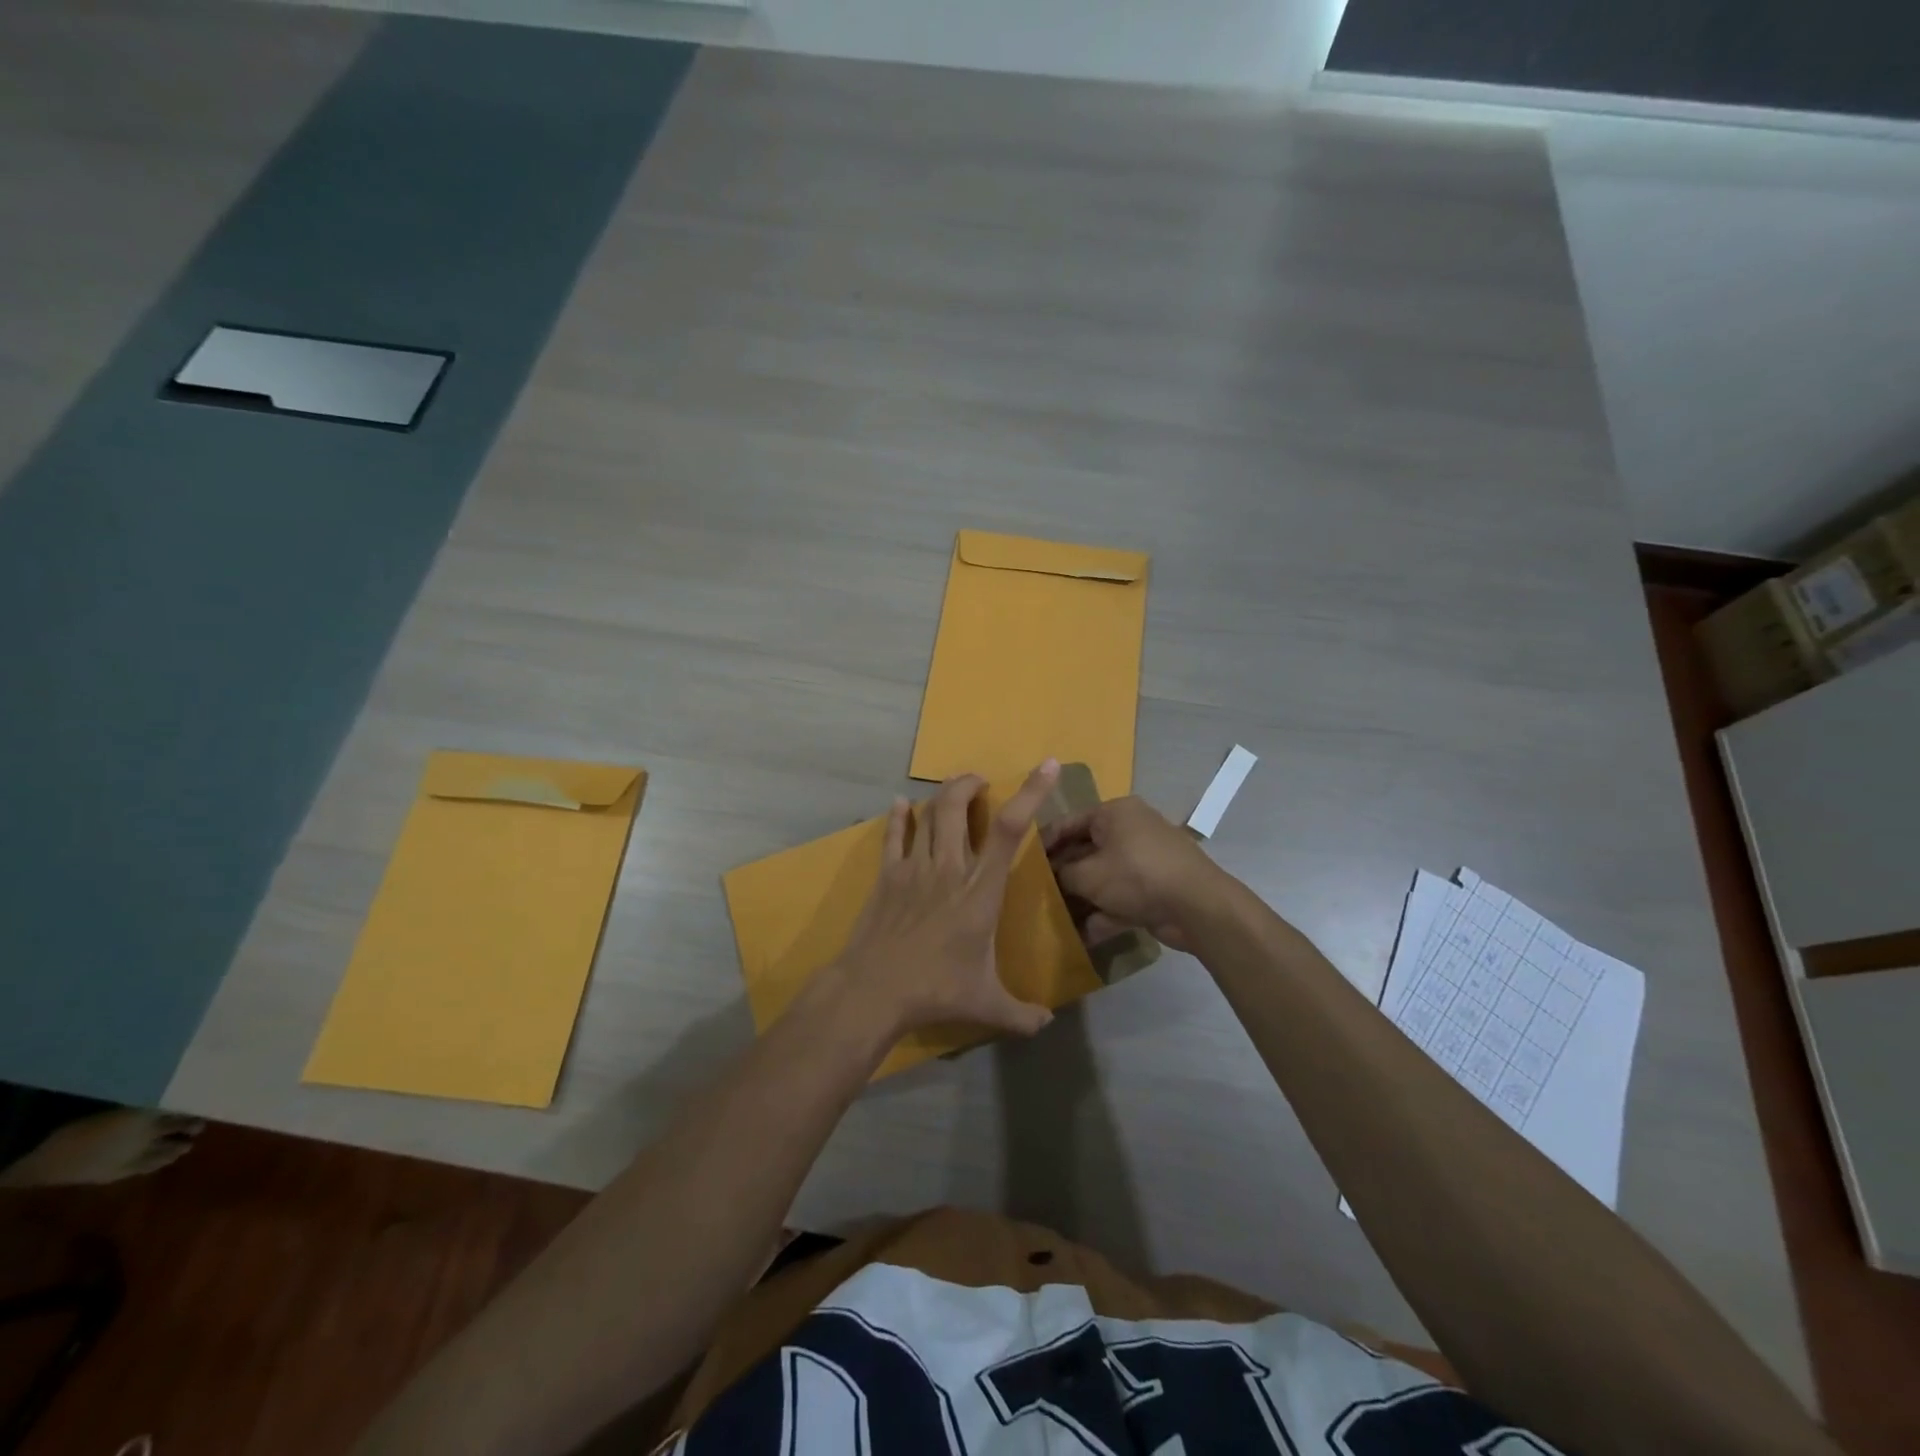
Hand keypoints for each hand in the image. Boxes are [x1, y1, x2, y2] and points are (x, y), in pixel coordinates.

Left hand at [831, 762, 1061, 1040]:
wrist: (873, 990)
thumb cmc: (935, 991)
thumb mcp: (986, 1005)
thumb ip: (1021, 1014)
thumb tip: (1048, 1024)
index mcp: (980, 890)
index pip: (1010, 830)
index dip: (1031, 793)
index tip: (1046, 767)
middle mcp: (949, 868)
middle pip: (957, 806)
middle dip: (971, 784)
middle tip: (981, 783)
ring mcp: (914, 868)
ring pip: (929, 814)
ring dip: (943, 795)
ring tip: (954, 791)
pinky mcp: (887, 875)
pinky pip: (894, 835)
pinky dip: (900, 816)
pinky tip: (902, 805)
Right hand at [1042, 795, 1226, 951]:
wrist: (1198, 907)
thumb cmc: (1137, 875)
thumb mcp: (1088, 874)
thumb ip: (1063, 874)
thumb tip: (1053, 877)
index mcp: (1114, 812)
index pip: (1068, 822)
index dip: (1043, 843)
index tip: (1021, 863)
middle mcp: (1130, 829)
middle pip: (1086, 850)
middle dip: (1063, 874)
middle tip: (1035, 892)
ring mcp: (1144, 860)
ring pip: (1103, 876)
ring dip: (1082, 897)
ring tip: (1053, 916)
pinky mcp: (1155, 888)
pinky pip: (1120, 897)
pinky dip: (1103, 913)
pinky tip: (1081, 936)